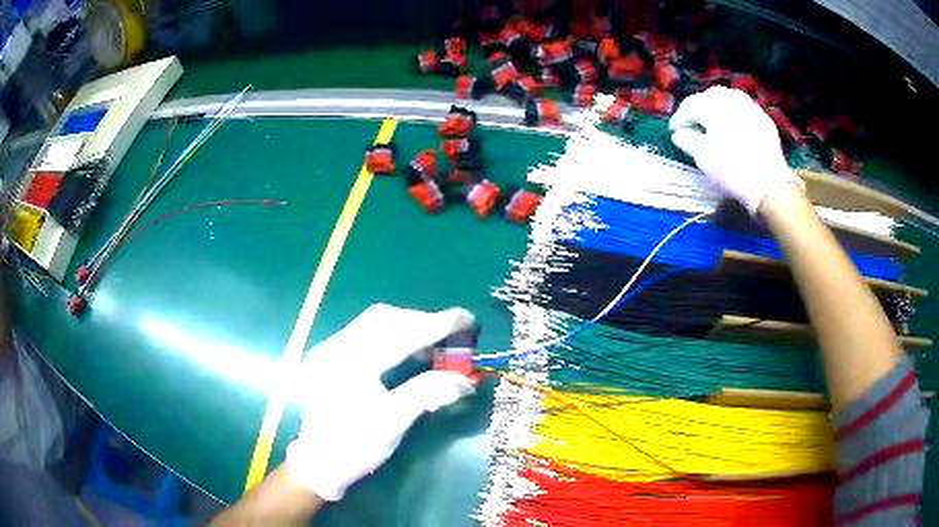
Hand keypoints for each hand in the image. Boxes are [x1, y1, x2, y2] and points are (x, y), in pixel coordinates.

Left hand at [286, 304, 476, 501]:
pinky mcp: (327, 356)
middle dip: (421, 321)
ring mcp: (328, 350)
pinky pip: (363, 334)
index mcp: (350, 364)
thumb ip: (427, 394)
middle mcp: (334, 347)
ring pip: (372, 323)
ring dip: (406, 327)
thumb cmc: (356, 447)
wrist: (319, 464)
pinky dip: (391, 336)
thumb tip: (464, 380)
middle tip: (451, 333)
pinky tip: (406, 351)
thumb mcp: (393, 424)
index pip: (399, 334)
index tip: (467, 319)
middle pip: (383, 318)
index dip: (437, 325)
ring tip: (432, 343)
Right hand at [668, 86, 801, 213]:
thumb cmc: (731, 169)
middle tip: (694, 124)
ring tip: (714, 122)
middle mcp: (730, 98)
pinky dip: (734, 113)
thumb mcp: (703, 157)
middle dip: (699, 108)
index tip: (674, 131)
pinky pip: (743, 108)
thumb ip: (687, 140)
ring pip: (728, 98)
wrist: (769, 184)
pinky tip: (733, 126)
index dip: (679, 118)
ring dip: (717, 107)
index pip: (689, 106)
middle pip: (708, 97)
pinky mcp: (763, 118)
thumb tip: (678, 133)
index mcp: (712, 105)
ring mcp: (749, 106)